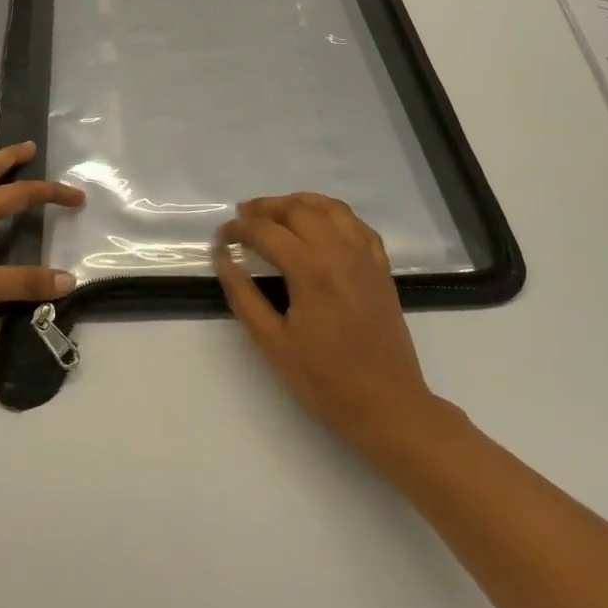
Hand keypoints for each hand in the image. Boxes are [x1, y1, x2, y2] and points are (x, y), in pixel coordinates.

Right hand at [215, 194, 437, 451]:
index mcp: (310, 268)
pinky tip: (321, 225)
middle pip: (298, 210)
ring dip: (299, 203)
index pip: (266, 231)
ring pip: (330, 208)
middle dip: (265, 208)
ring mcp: (365, 256)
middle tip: (242, 217)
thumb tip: (223, 258)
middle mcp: (340, 250)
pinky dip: (333, 214)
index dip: (238, 229)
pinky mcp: (381, 267)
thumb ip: (243, 295)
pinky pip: (357, 224)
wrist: (387, 404)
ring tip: (277, 212)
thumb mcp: (273, 342)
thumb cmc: (324, 380)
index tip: (221, 237)